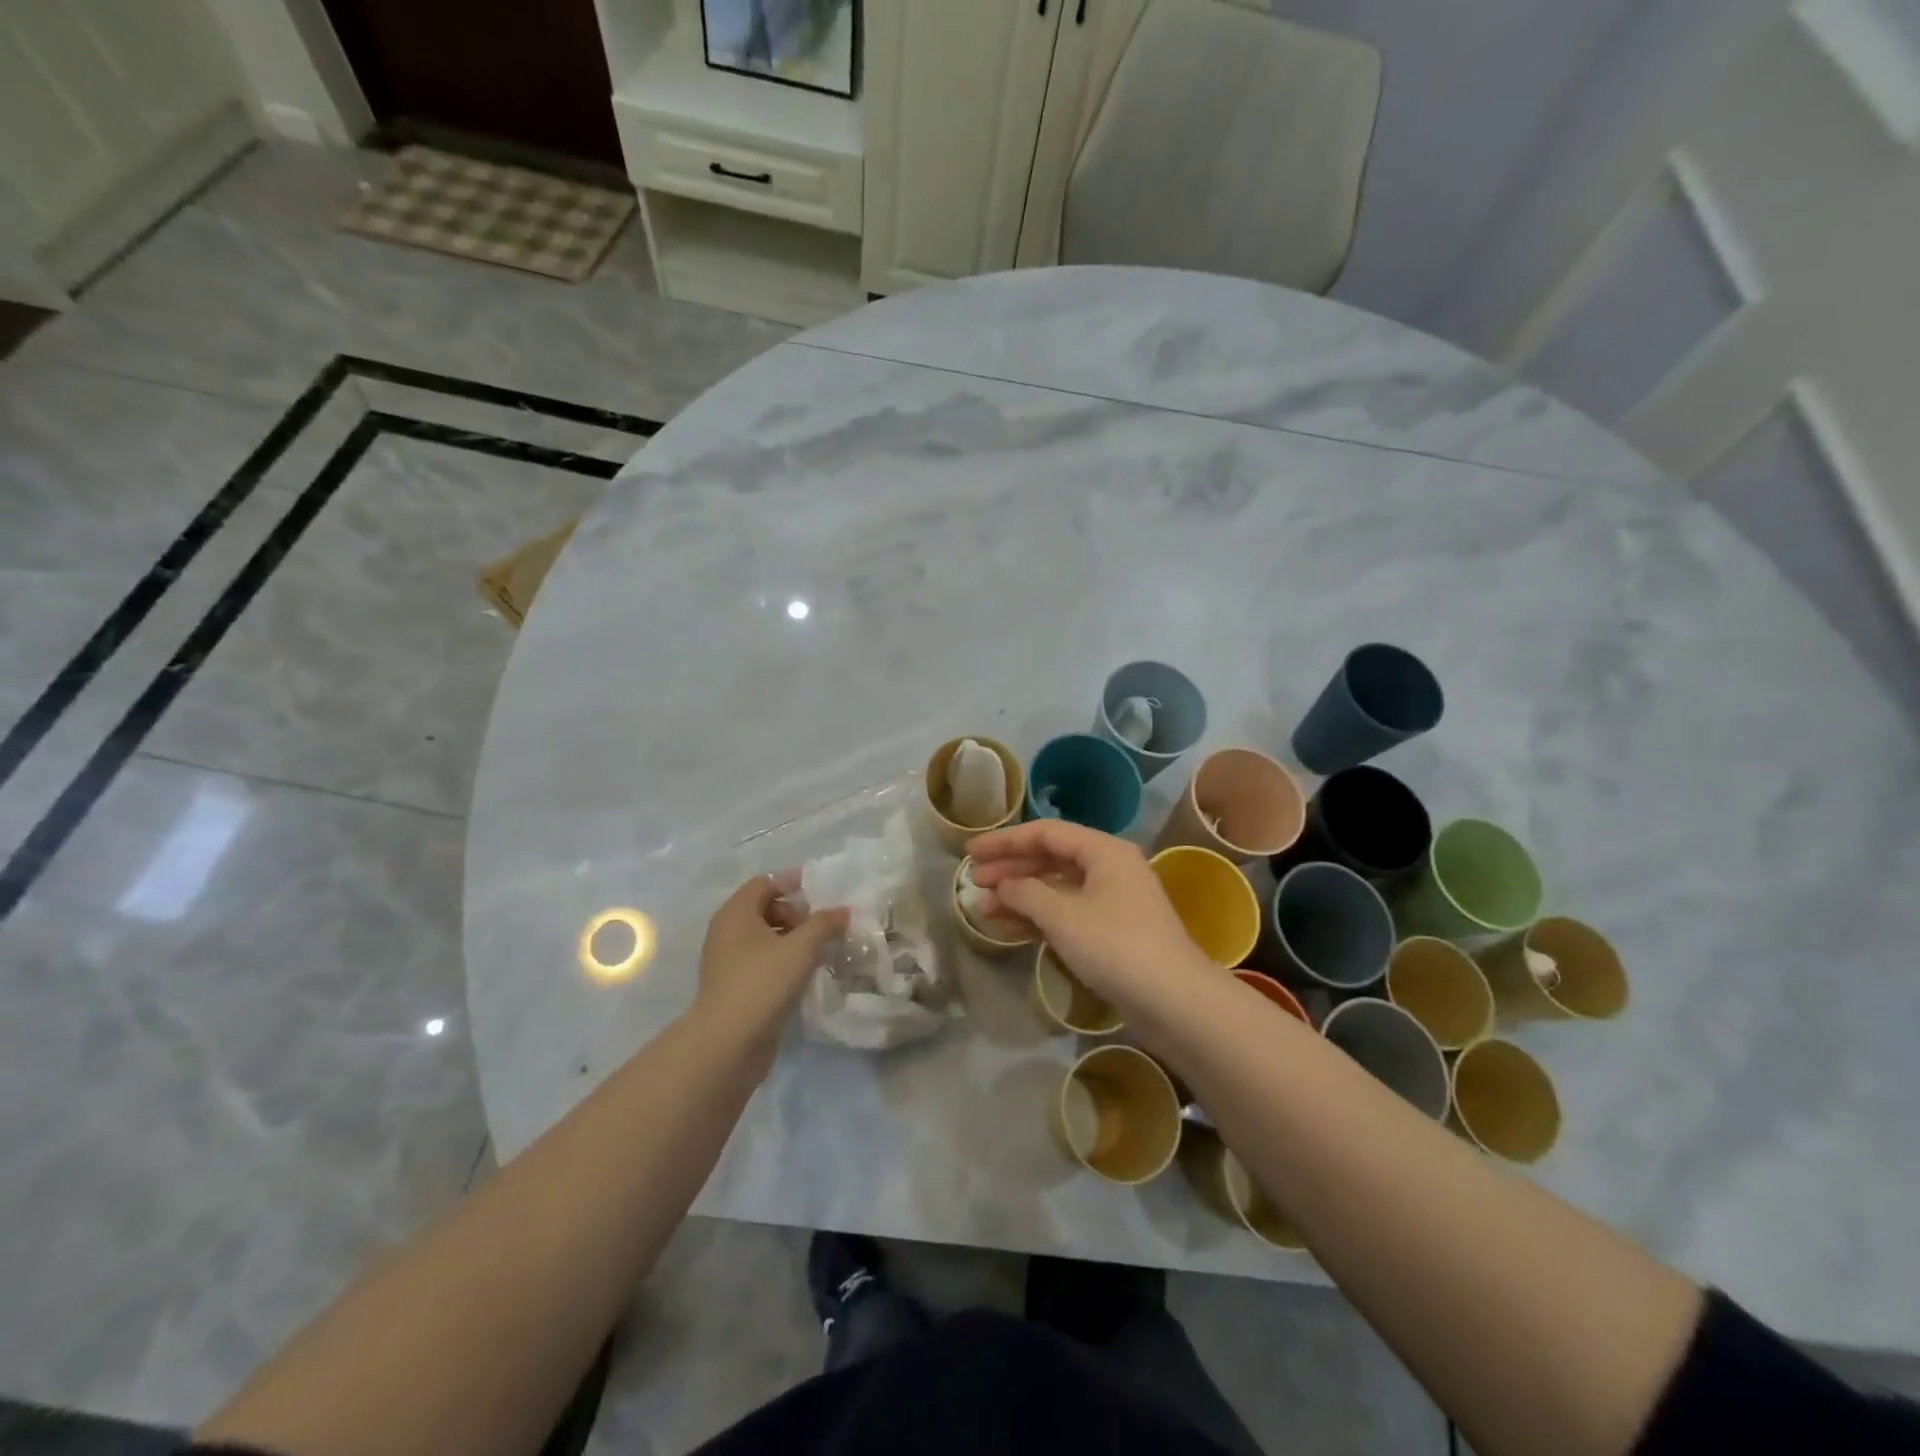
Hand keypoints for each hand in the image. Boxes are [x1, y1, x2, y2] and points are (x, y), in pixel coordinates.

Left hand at [696, 873, 847, 1076]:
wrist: (728, 1043)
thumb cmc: (763, 982)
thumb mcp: (801, 947)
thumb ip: (825, 924)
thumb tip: (844, 911)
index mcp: (736, 913)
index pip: (764, 883)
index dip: (792, 882)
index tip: (822, 891)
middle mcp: (727, 932)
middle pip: (764, 909)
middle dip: (796, 913)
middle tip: (822, 926)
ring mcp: (728, 962)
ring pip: (764, 938)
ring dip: (793, 939)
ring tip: (821, 950)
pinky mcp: (734, 988)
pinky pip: (762, 962)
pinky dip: (784, 961)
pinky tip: (806, 974)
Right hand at [967, 820, 1210, 1015]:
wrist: (1175, 1003)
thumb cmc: (1116, 947)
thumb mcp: (1063, 916)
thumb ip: (1025, 894)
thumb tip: (1001, 886)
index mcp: (1104, 851)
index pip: (1046, 833)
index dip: (1005, 841)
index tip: (970, 852)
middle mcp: (1110, 868)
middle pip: (1051, 859)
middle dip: (1011, 869)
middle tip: (974, 882)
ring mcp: (1112, 902)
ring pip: (1057, 889)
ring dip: (1021, 897)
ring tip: (984, 909)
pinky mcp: (1111, 933)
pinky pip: (1067, 914)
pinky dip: (1039, 919)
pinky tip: (1010, 930)